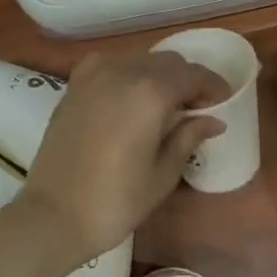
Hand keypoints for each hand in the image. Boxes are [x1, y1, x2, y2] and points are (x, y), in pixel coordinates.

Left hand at [19, 50, 228, 265]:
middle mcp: (122, 71)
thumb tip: (213, 120)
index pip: (192, 75)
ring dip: (158, 76)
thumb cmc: (116, 200)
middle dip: (187, 79)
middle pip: (167, 62)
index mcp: (150, 91)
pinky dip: (129, 75)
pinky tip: (132, 100)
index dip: (213, 86)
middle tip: (197, 107)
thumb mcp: (162, 173)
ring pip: (139, 60)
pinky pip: (111, 66)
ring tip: (166, 105)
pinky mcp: (74, 86)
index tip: (224, 101)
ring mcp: (93, 75)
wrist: (52, 215)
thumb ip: (188, 137)